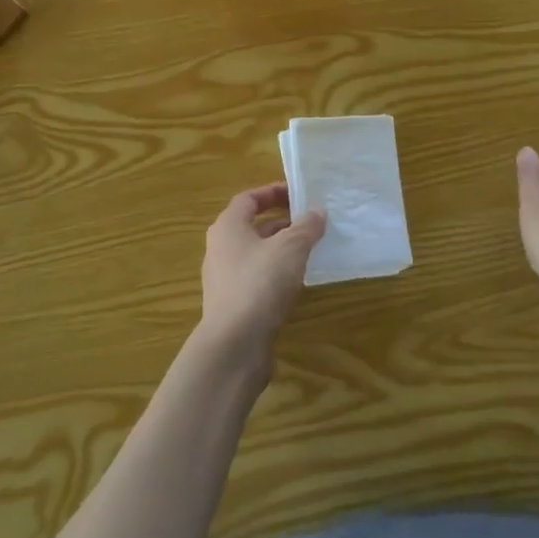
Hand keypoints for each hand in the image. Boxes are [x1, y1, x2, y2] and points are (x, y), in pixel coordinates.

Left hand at [197, 182, 326, 368]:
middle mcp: (220, 249)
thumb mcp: (291, 248)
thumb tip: (317, 211)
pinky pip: (257, 278)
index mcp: (228, 227)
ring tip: (310, 250)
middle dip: (282, 222)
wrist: (234, 345)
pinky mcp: (233, 305)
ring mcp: (224, 279)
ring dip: (281, 249)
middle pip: (252, 226)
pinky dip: (277, 274)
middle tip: (311, 222)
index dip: (273, 192)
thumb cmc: (260, 283)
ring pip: (256, 254)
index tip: (298, 194)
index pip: (248, 199)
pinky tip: (297, 282)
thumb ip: (306, 227)